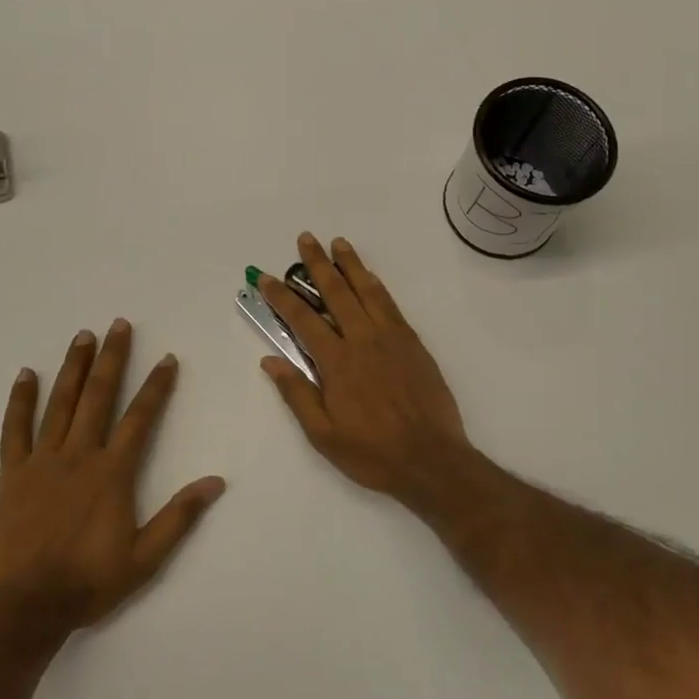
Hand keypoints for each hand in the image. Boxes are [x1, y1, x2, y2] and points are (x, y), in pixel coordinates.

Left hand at [0, 319, 225, 634]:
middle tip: (119, 325)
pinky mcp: (11, 474)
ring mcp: (42, 462)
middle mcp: (79, 456)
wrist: (23, 608)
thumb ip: (179, 516)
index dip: (157, 386)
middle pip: (99, 396)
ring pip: (60, 403)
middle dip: (112, 358)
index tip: (167, 359)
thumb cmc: (88, 582)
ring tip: (83, 336)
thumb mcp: (145, 558)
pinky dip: (20, 401)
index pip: (140, 417)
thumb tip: (216, 482)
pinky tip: (26, 374)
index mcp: (112, 473)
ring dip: (74, 367)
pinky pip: (14, 430)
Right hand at [258, 234, 473, 498]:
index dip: (282, 296)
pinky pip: (391, 304)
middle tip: (306, 239)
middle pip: (336, 292)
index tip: (267, 278)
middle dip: (318, 264)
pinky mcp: (412, 342)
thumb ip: (297, 394)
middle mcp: (363, 340)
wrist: (430, 459)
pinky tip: (369, 277)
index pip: (303, 320)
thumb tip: (270, 360)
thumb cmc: (372, 452)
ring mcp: (391, 337)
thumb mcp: (323, 434)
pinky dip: (376, 285)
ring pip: (367, 290)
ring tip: (338, 243)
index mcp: (337, 363)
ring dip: (350, 265)